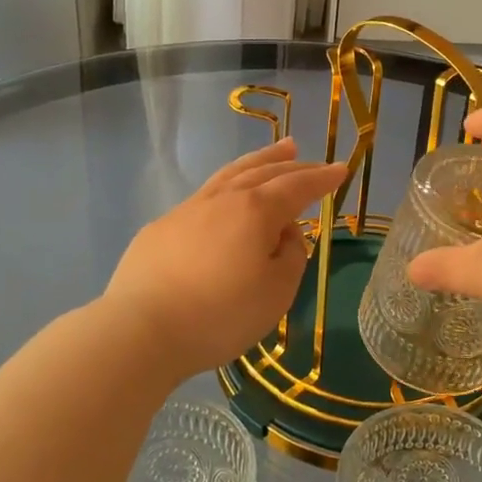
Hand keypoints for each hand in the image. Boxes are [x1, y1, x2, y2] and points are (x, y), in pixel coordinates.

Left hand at [103, 138, 343, 378]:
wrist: (140, 330)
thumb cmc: (219, 315)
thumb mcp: (276, 293)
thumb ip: (291, 257)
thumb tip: (284, 236)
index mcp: (256, 211)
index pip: (297, 186)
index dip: (322, 178)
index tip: (341, 169)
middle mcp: (223, 200)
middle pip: (263, 172)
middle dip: (291, 164)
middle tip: (307, 155)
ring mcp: (188, 210)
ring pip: (230, 175)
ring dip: (258, 161)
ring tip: (275, 152)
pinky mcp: (161, 227)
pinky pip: (205, 196)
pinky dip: (227, 187)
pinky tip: (226, 199)